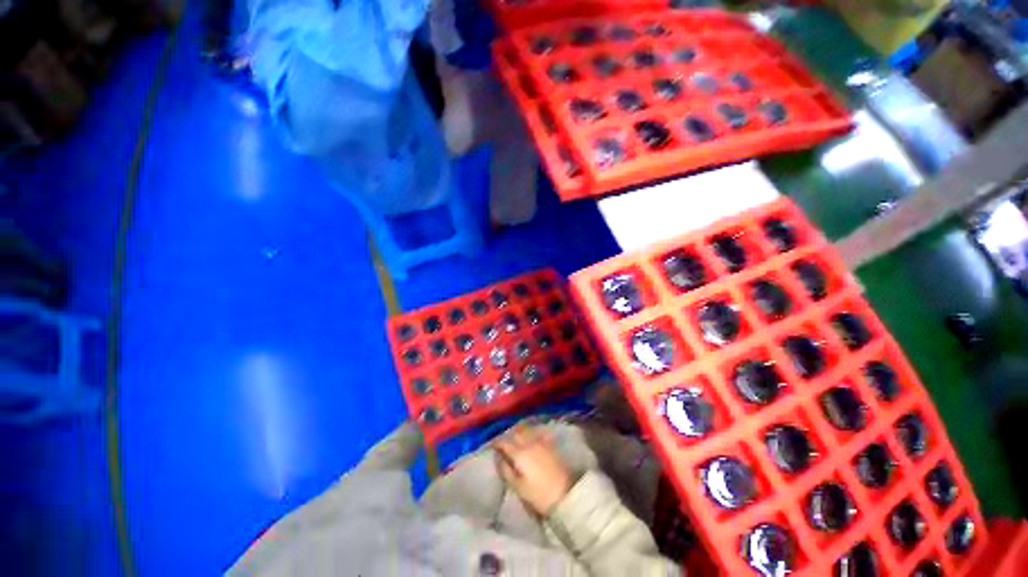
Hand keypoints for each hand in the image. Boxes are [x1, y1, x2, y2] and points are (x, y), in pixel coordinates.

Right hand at [494, 424, 572, 515]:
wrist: (566, 495)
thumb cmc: (539, 495)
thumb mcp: (518, 487)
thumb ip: (506, 470)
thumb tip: (498, 457)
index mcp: (519, 452)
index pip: (504, 442)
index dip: (496, 442)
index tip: (491, 445)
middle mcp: (530, 442)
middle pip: (515, 432)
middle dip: (507, 434)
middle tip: (502, 440)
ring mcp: (541, 441)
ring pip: (526, 430)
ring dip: (518, 431)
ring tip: (514, 436)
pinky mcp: (550, 444)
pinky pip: (537, 433)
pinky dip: (530, 432)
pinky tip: (530, 436)